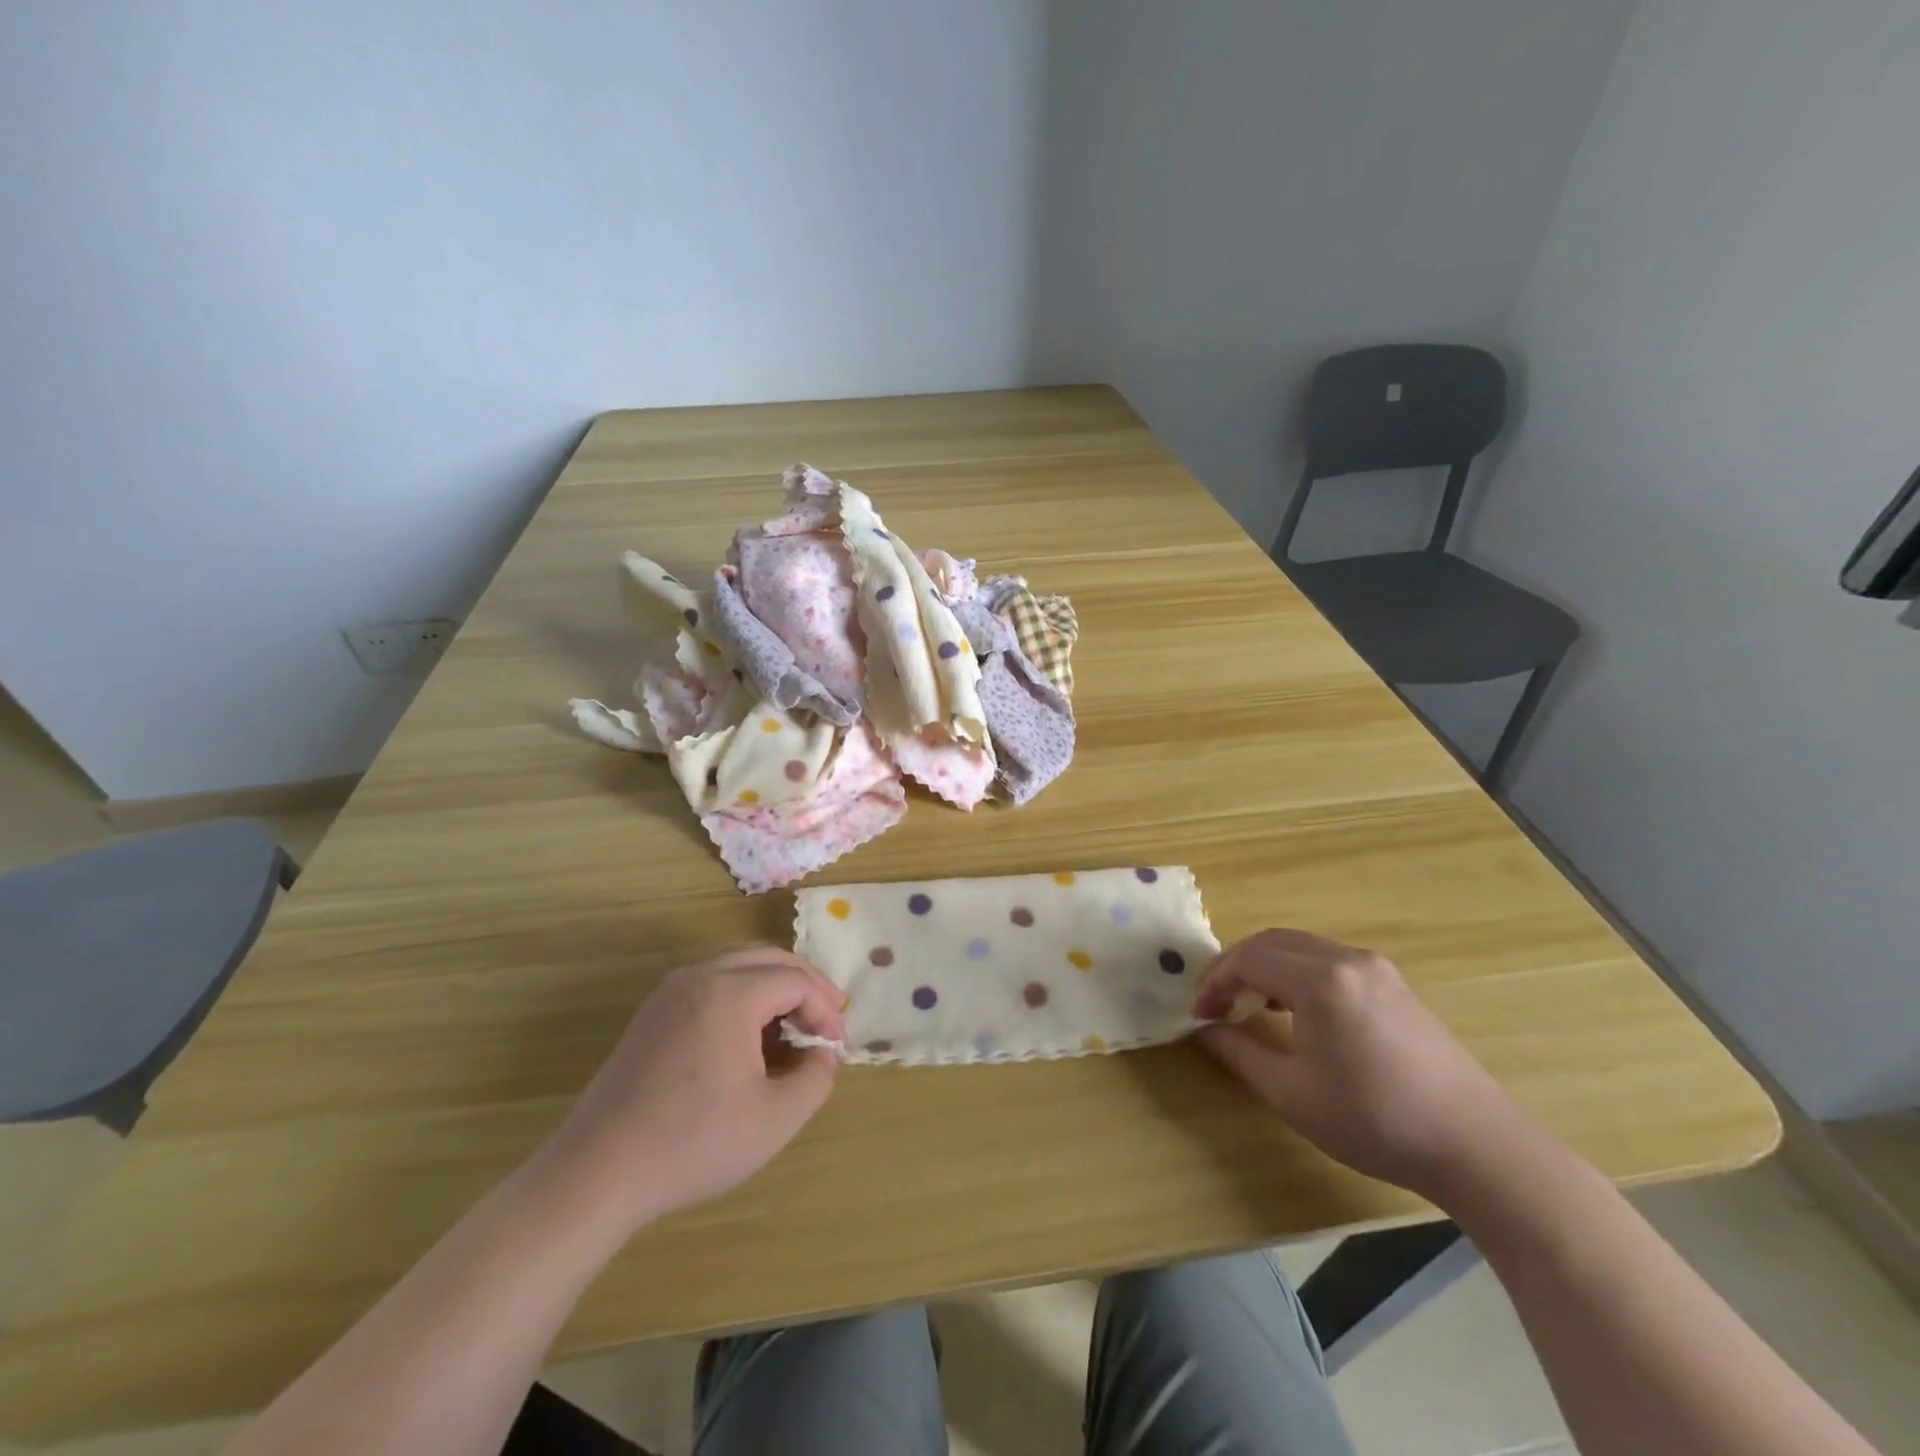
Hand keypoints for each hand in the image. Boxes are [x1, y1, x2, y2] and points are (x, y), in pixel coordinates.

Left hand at [536, 948, 845, 1231]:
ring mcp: (669, 993)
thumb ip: (816, 1078)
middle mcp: (699, 977)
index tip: (837, 1047)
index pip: (796, 981)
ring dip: (773, 988)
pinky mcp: (651, 1016)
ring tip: (794, 1026)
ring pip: (737, 968)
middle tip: (828, 1017)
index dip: (825, 1009)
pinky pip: (711, 986)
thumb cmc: (694, 1142)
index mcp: (730, 992)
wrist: (597, 1173)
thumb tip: (822, 1053)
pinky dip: (742, 998)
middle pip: (768, 959)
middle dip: (805, 984)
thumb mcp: (775, 1119)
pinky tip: (749, 1039)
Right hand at [1193, 929, 1529, 1202]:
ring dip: (1266, 967)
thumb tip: (1205, 1029)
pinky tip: (1296, 1009)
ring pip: (1301, 947)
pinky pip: (1329, 960)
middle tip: (1215, 1003)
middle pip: (1272, 942)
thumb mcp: (1293, 1094)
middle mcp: (1347, 959)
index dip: (1215, 981)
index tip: (1198, 1014)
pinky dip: (1297, 972)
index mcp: (1320, 980)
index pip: (1248, 959)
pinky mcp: (1394, 984)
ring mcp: (1376, 968)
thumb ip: (1240, 1053)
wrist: (1477, 1146)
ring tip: (1249, 1005)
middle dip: (1235, 967)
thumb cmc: (1376, 1121)